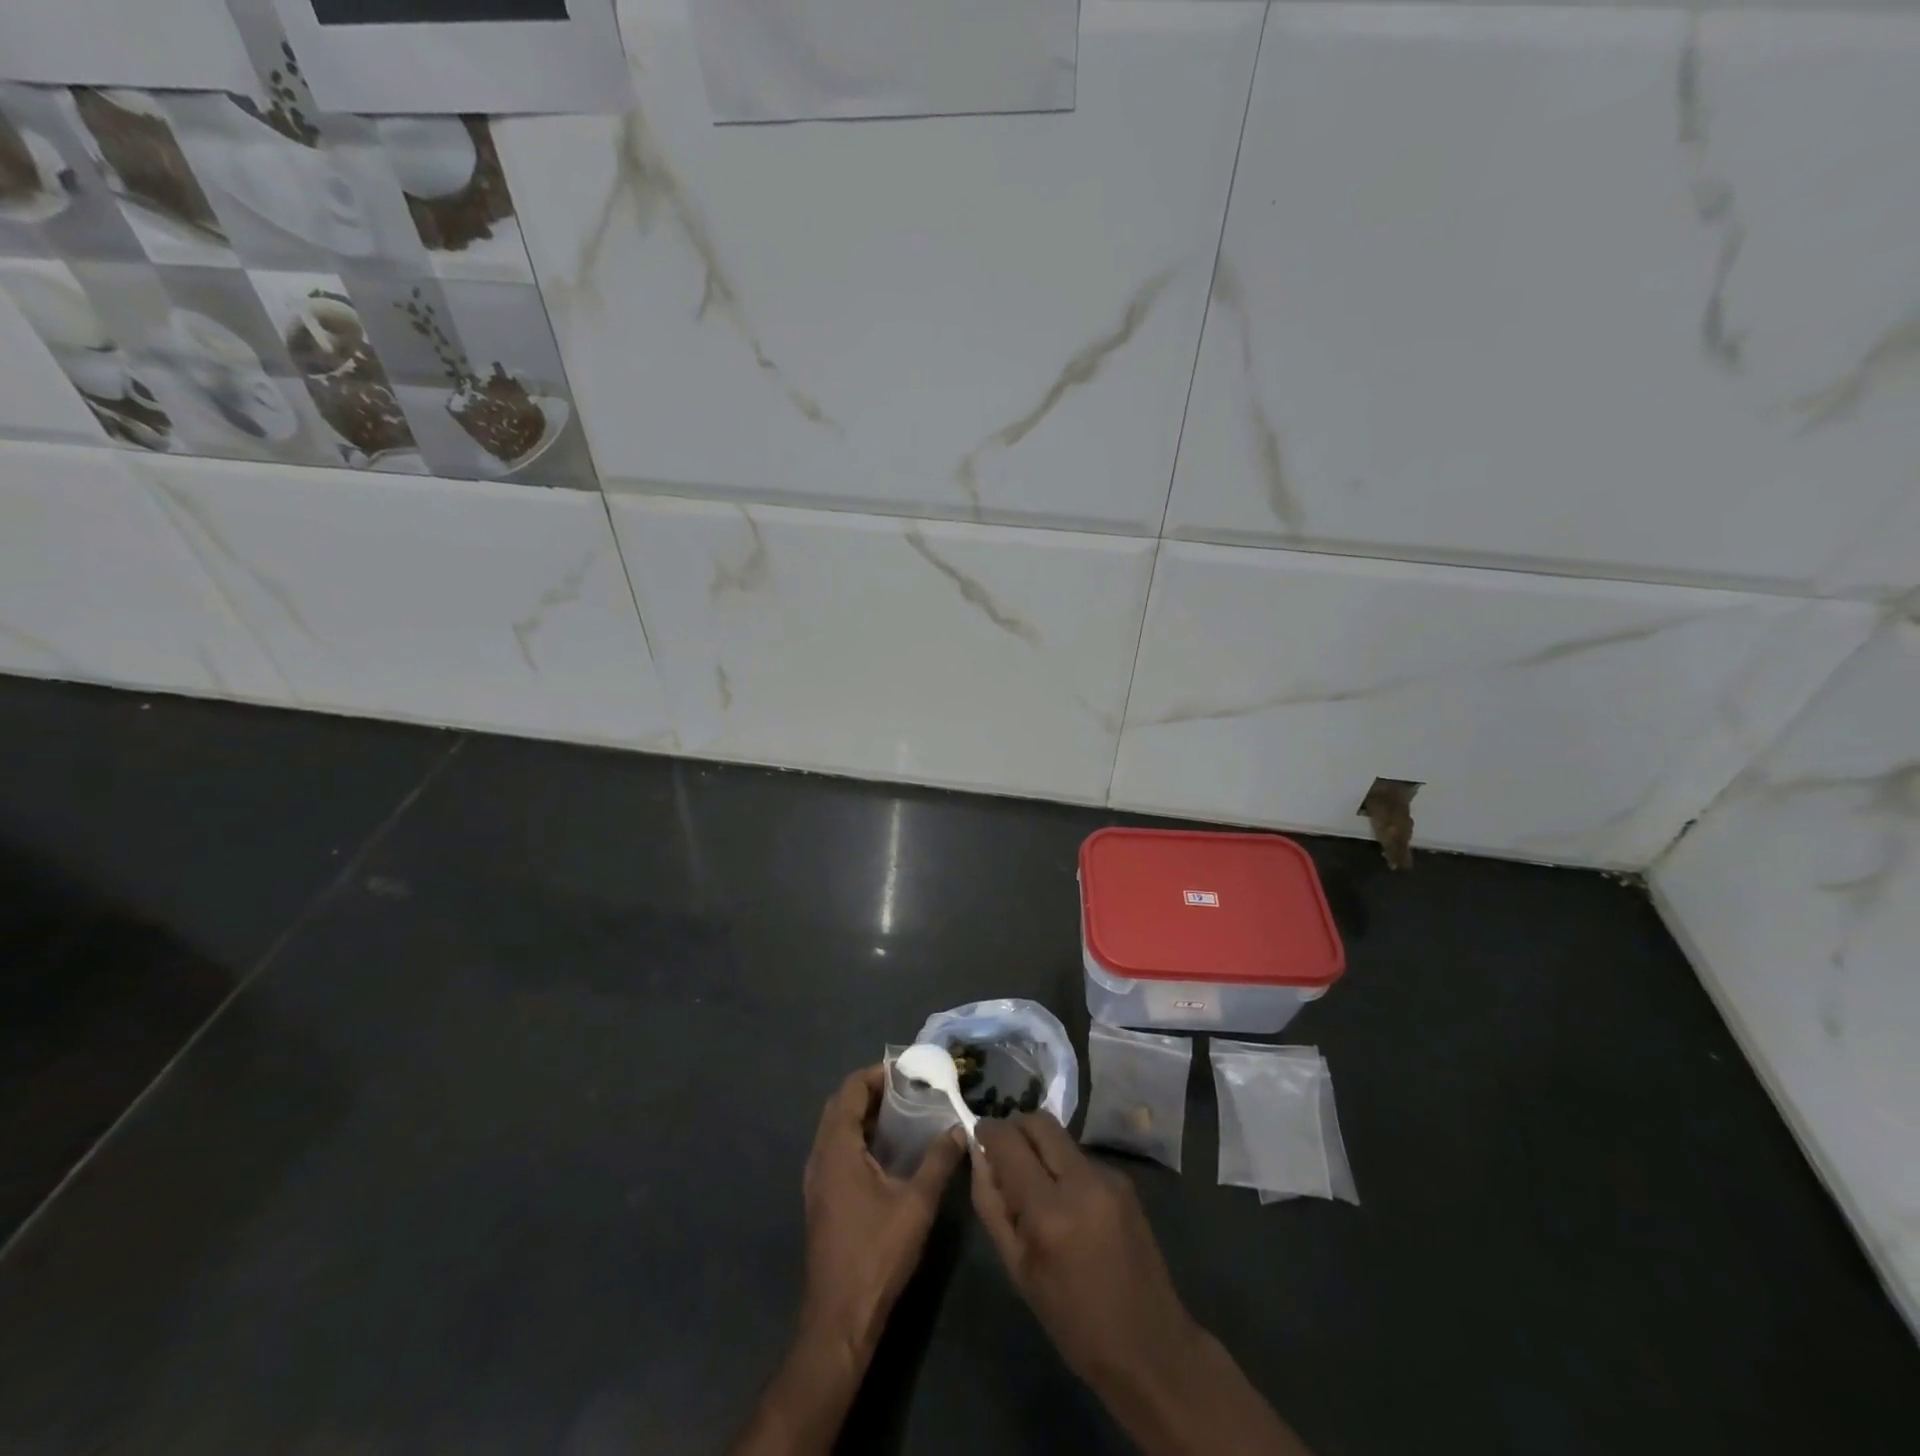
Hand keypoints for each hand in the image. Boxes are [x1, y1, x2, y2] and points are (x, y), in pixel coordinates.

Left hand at [800, 1065, 966, 1371]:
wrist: (839, 1320)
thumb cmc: (876, 1254)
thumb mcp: (916, 1204)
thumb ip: (939, 1161)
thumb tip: (960, 1128)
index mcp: (836, 1148)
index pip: (850, 1089)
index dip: (877, 1074)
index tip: (908, 1071)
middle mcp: (820, 1156)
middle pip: (840, 1105)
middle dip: (872, 1091)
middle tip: (909, 1089)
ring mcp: (817, 1179)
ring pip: (837, 1129)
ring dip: (865, 1114)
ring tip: (904, 1113)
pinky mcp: (821, 1199)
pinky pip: (837, 1150)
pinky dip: (859, 1137)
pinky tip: (888, 1152)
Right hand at [970, 1112, 1200, 1390]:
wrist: (1149, 1346)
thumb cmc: (1072, 1320)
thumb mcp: (1017, 1269)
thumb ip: (992, 1204)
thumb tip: (979, 1155)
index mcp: (1049, 1212)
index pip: (1009, 1141)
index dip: (988, 1130)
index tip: (978, 1134)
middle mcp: (1082, 1181)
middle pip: (1040, 1121)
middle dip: (1016, 1127)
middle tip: (1003, 1151)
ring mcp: (1109, 1177)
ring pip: (1061, 1138)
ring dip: (1040, 1148)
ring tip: (1034, 1184)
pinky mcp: (1125, 1181)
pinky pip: (1081, 1158)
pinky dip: (1064, 1167)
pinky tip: (1066, 1202)